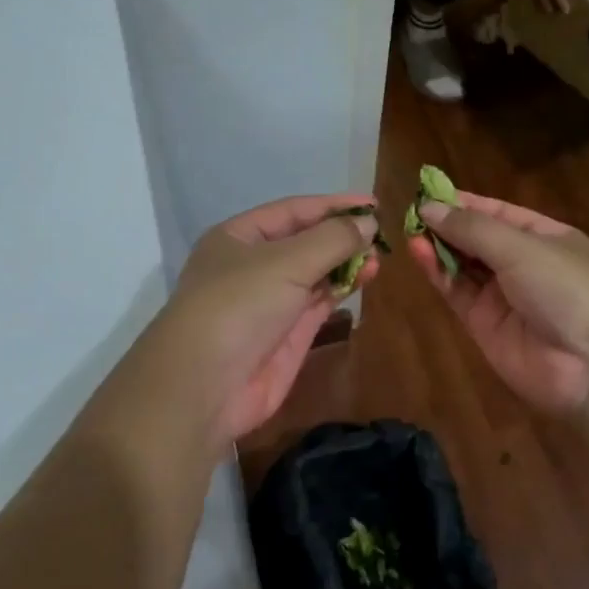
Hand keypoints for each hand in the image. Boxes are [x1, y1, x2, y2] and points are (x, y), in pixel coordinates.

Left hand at [157, 194, 378, 443]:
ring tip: (379, 258)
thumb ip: (332, 240)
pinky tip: (366, 279)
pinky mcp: (286, 335)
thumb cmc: (239, 305)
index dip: (333, 206)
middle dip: (341, 236)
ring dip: (345, 264)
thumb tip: (367, 223)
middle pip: (304, 241)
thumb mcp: (286, 262)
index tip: (374, 204)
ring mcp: (269, 302)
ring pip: (314, 274)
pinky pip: (318, 303)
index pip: (292, 211)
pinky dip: (341, 290)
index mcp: (238, 237)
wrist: (206, 385)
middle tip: (382, 235)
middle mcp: (252, 265)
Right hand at [407, 190, 588, 412]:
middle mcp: (523, 264)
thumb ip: (472, 228)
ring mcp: (503, 297)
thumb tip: (429, 206)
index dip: (464, 202)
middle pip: (476, 239)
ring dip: (438, 247)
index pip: (497, 213)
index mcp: (544, 237)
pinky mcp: (484, 326)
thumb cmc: (568, 287)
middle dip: (446, 225)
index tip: (426, 190)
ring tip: (409, 230)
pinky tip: (419, 253)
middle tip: (410, 212)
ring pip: (463, 266)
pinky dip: (438, 273)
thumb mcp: (522, 247)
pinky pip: (457, 293)